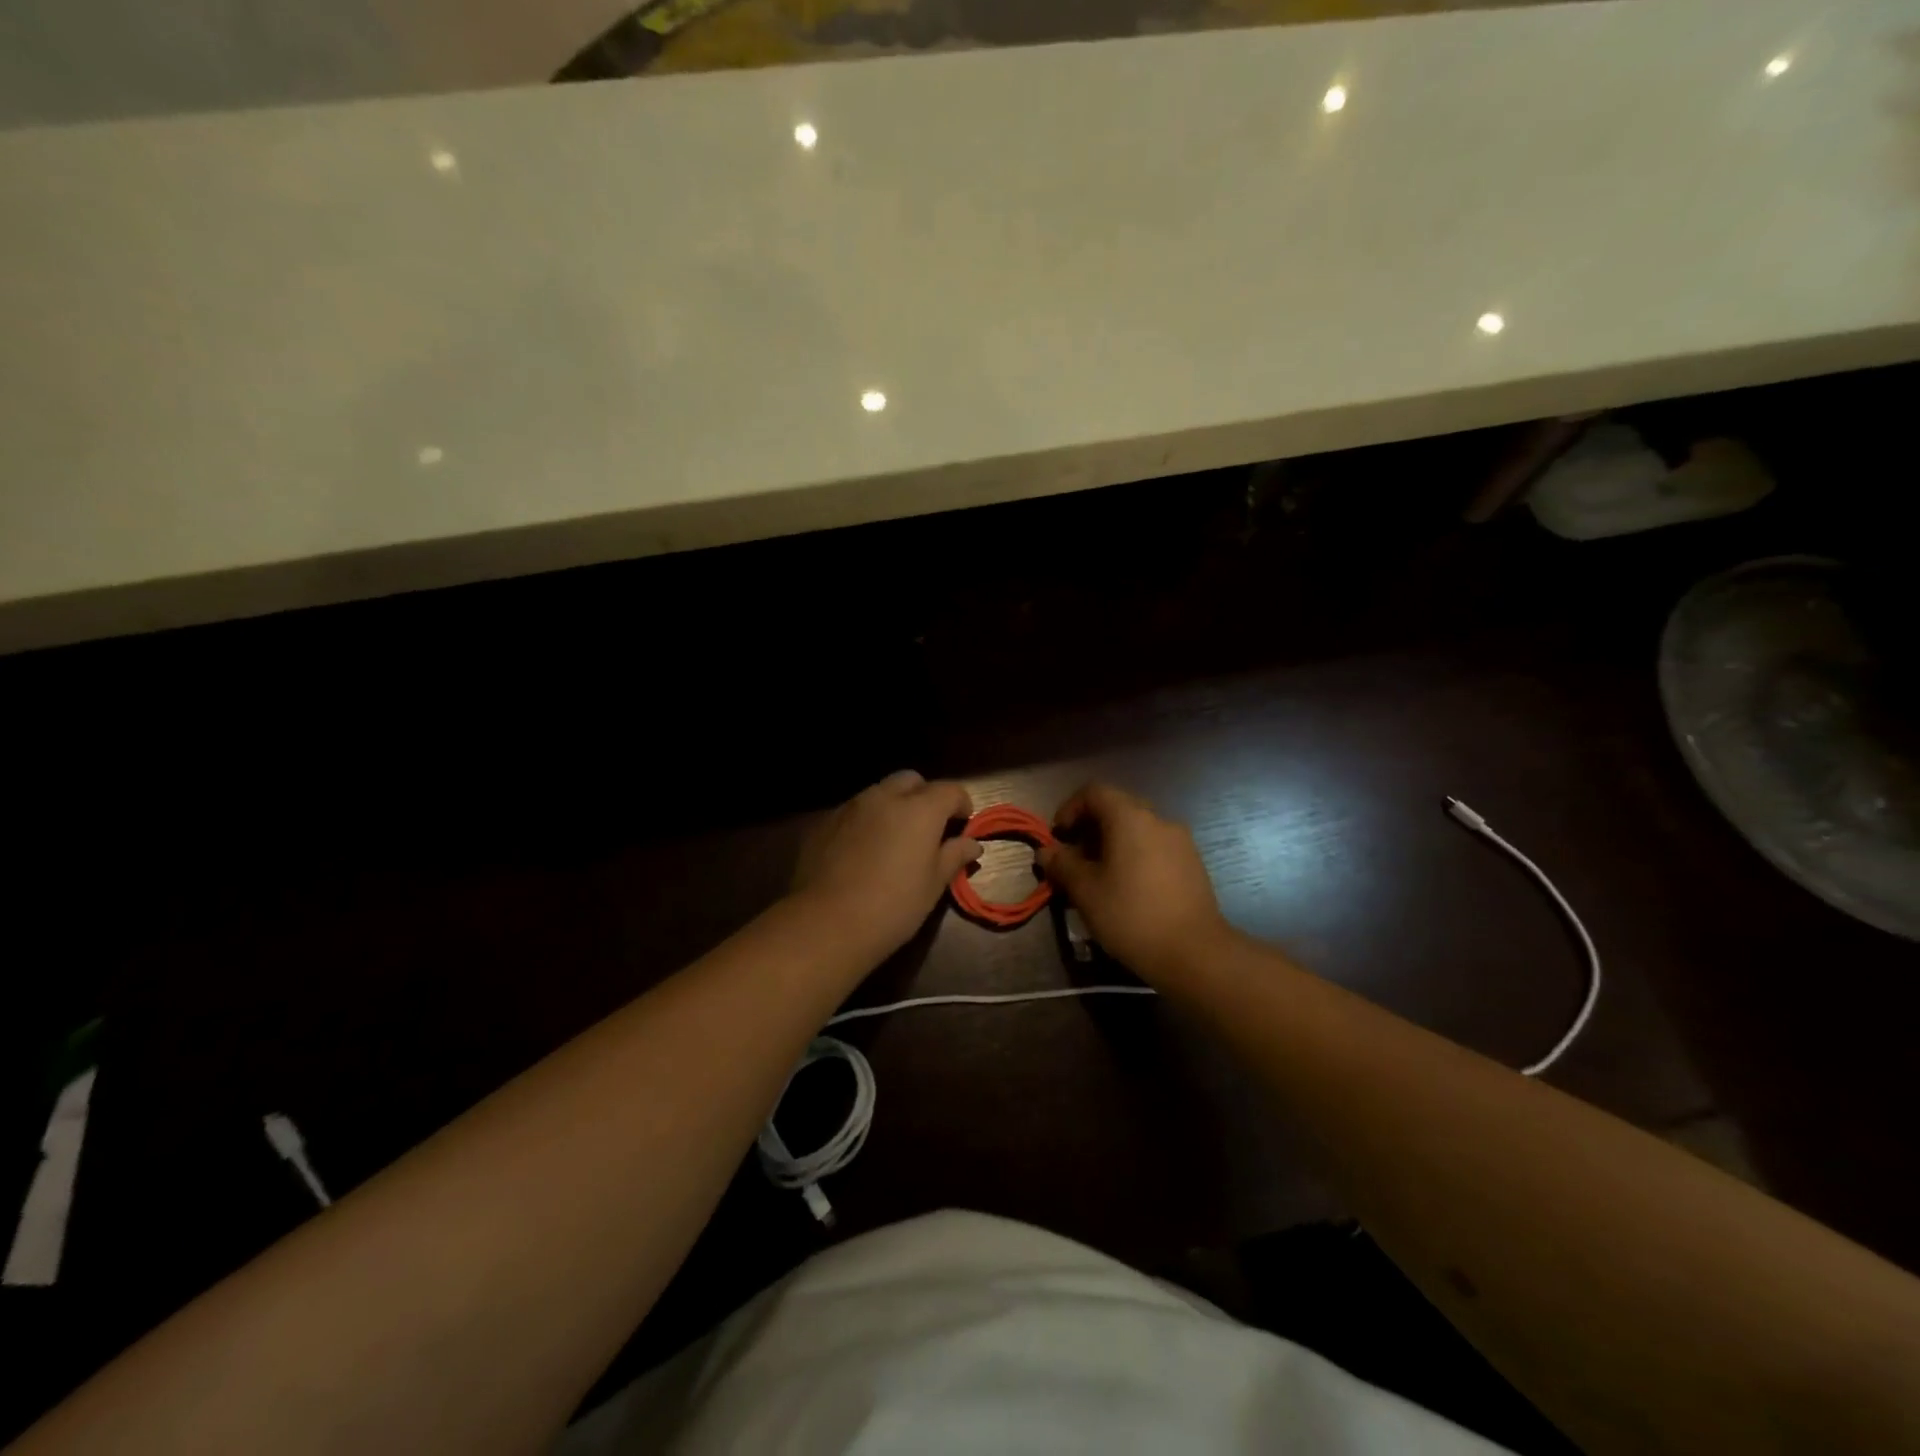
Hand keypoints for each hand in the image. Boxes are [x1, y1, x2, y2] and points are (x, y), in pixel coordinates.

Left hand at [792, 771, 980, 957]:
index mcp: (920, 809)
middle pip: (912, 781)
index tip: (963, 826)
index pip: (950, 790)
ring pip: (880, 792)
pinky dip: (868, 821)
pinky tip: (865, 850)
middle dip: (925, 797)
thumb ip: (953, 856)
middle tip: (929, 828)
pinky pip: (855, 810)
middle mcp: (885, 797)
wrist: (827, 923)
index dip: (962, 804)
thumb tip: (972, 844)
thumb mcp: (933, 885)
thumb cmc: (893, 906)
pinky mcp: (826, 822)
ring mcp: (852, 806)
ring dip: (894, 806)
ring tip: (896, 839)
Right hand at [1037, 782, 1233, 982]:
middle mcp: (1158, 820)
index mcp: (1130, 818)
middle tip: (1074, 860)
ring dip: (1112, 845)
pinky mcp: (1193, 864)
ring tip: (1098, 879)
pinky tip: (1127, 890)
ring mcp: (1180, 842)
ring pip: (1137, 830)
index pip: (1094, 792)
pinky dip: (1134, 857)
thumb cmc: (1131, 915)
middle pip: (1117, 808)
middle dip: (1090, 829)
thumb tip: (1046, 851)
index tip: (1058, 837)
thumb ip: (1062, 865)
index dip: (1070, 808)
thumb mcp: (1085, 891)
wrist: (1195, 953)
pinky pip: (1154, 848)